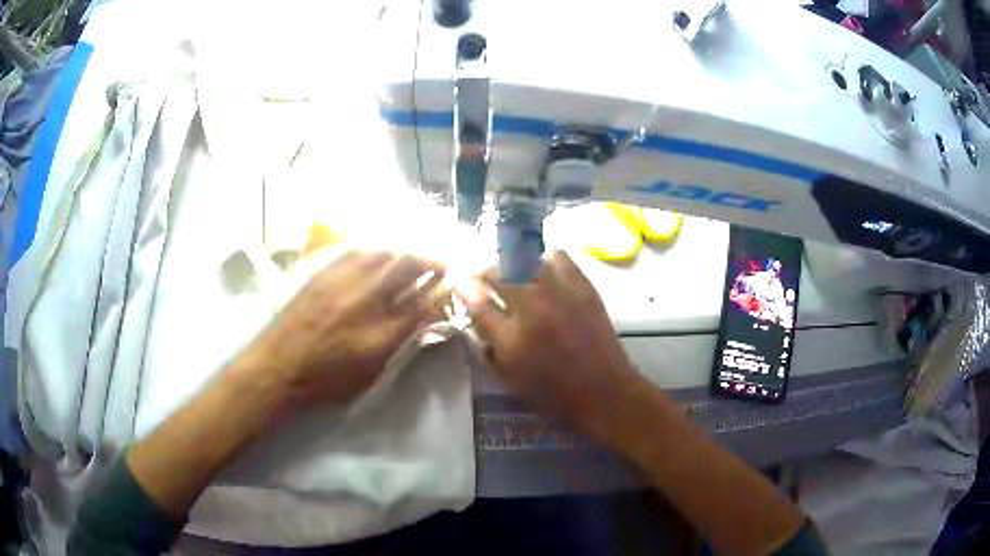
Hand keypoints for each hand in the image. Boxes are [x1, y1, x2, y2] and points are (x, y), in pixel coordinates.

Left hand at [235, 250, 446, 413]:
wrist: (277, 368)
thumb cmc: (325, 383)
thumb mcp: (371, 374)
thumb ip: (399, 344)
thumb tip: (422, 321)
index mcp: (382, 335)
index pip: (425, 301)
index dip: (445, 287)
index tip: (457, 279)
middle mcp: (366, 301)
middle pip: (410, 267)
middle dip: (433, 259)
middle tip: (443, 260)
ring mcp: (344, 282)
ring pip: (386, 252)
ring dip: (407, 250)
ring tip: (416, 253)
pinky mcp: (325, 272)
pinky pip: (359, 250)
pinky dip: (379, 249)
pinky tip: (383, 252)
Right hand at [457, 251, 642, 439]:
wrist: (606, 392)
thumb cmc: (555, 396)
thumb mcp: (511, 382)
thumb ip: (488, 351)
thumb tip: (476, 323)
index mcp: (511, 339)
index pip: (476, 303)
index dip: (464, 288)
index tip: (460, 281)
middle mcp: (532, 310)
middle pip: (497, 275)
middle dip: (485, 273)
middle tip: (484, 276)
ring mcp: (560, 294)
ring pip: (525, 261)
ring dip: (513, 265)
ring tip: (514, 271)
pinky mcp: (583, 287)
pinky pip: (559, 258)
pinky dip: (546, 259)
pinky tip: (543, 268)